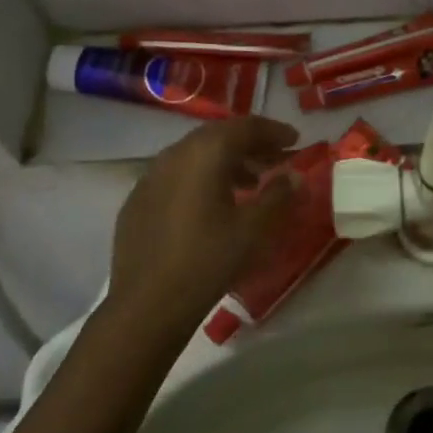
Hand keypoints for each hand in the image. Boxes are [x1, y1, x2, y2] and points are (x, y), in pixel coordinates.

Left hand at [99, 116, 299, 346]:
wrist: (147, 304)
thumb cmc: (209, 259)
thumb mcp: (255, 228)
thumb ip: (279, 195)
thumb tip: (294, 176)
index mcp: (205, 152)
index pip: (245, 127)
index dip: (274, 131)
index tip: (295, 140)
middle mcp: (175, 154)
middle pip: (218, 136)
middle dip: (250, 144)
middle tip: (275, 160)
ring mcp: (150, 177)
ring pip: (195, 155)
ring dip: (226, 162)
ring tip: (249, 184)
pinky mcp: (137, 201)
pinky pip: (176, 176)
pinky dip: (200, 179)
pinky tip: (210, 205)